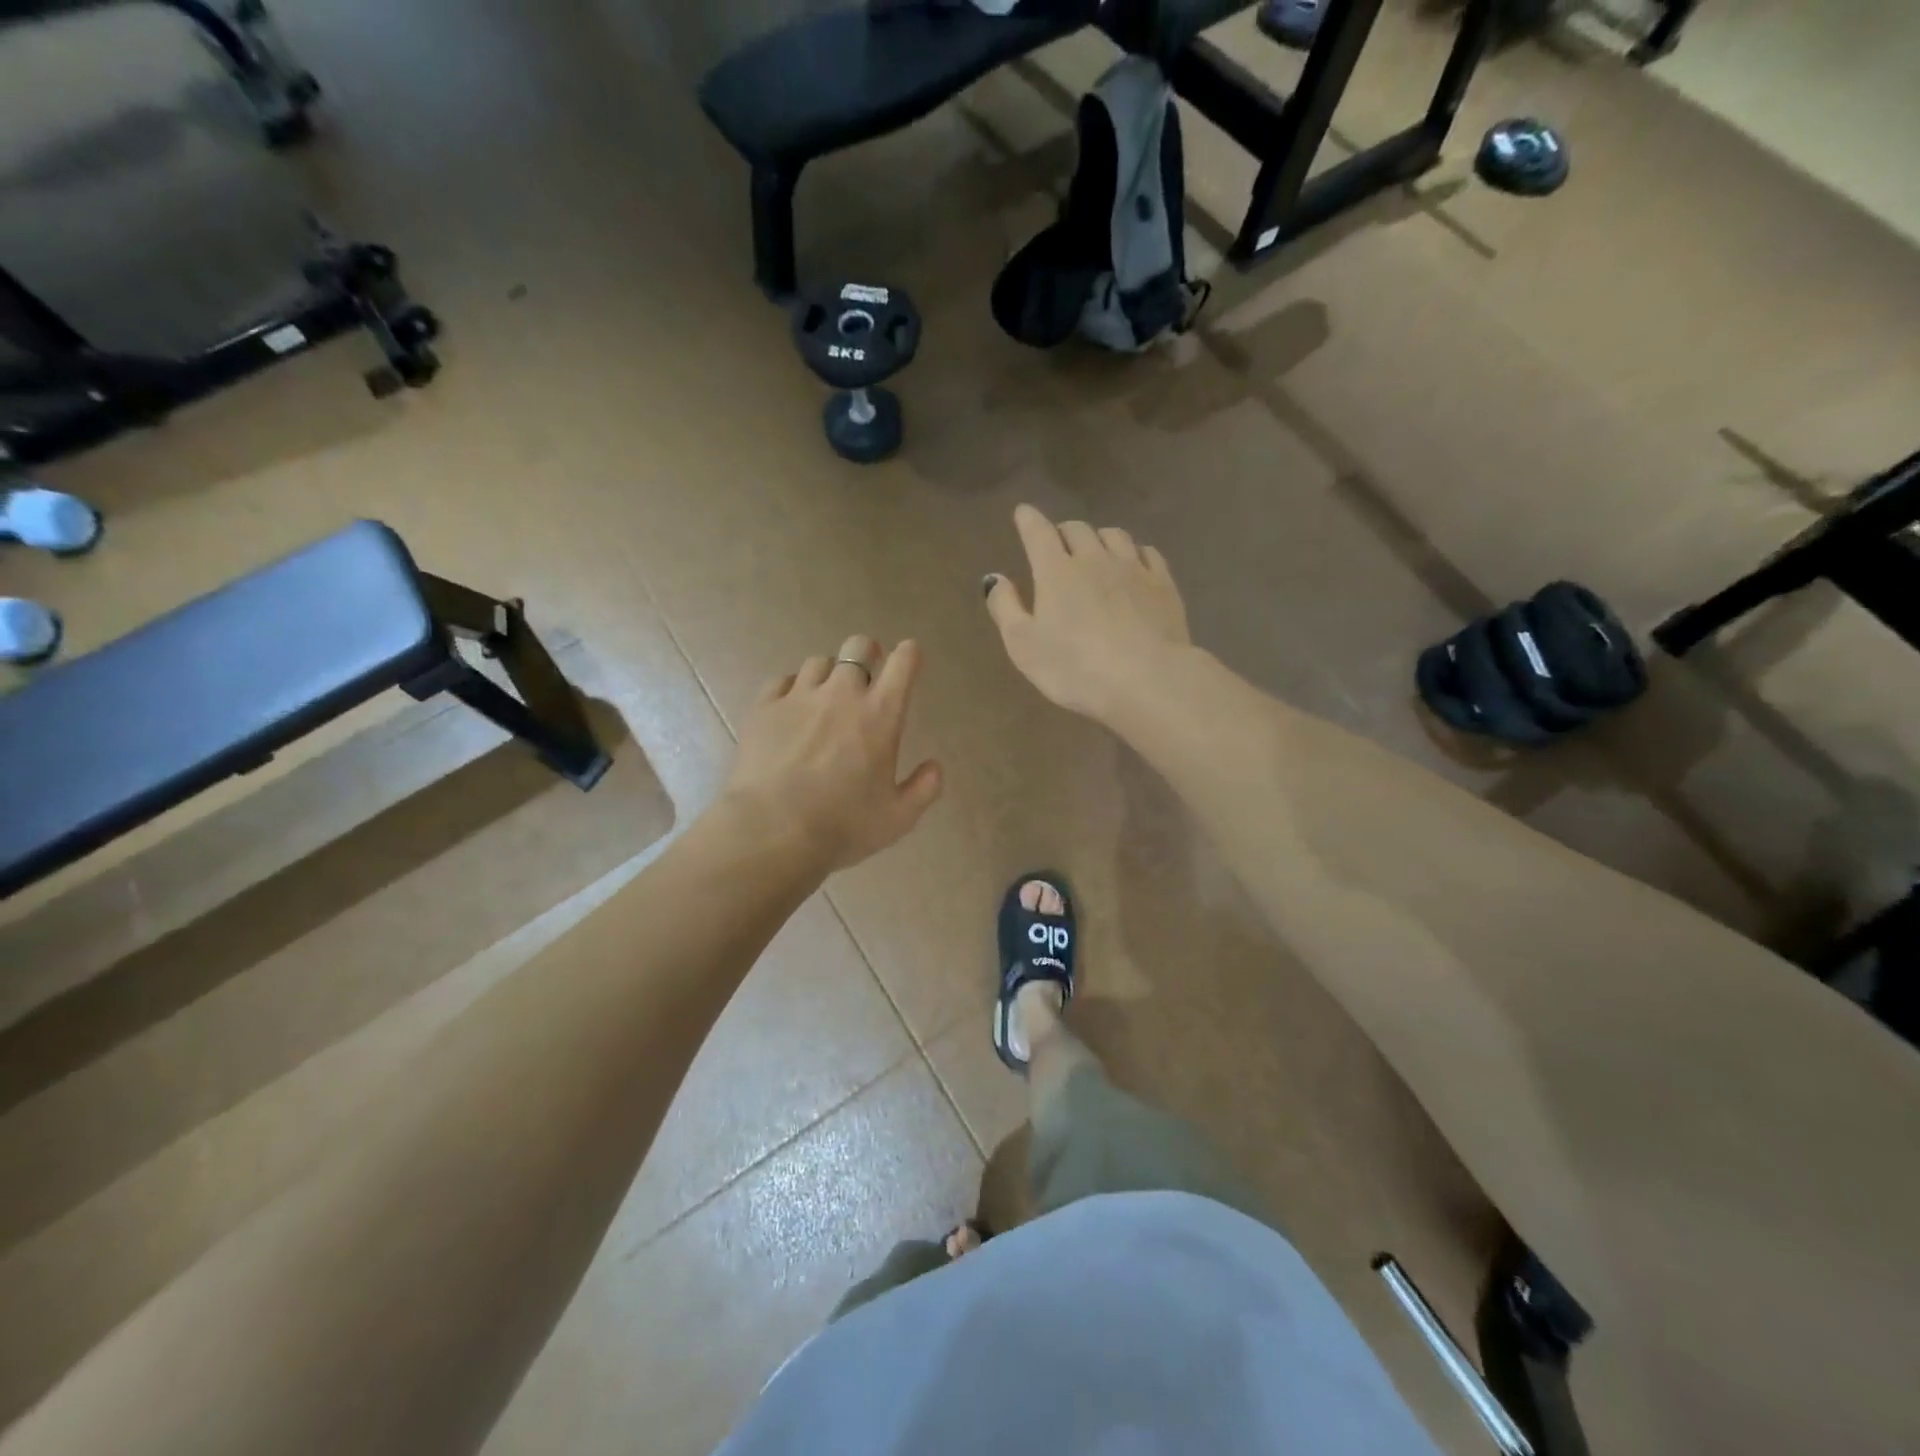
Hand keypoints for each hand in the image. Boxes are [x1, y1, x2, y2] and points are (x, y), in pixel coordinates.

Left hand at [722, 636, 943, 873]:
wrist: (772, 830)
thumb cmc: (843, 825)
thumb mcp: (898, 818)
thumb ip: (923, 789)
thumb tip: (934, 767)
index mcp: (880, 714)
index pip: (903, 663)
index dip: (909, 654)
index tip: (909, 657)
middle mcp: (841, 694)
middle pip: (857, 647)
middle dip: (867, 652)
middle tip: (867, 669)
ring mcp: (799, 697)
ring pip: (819, 662)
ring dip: (829, 674)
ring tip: (825, 694)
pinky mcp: (764, 708)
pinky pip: (782, 681)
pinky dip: (792, 688)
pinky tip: (791, 708)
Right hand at [984, 505, 1190, 722]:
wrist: (1148, 680)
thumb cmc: (1075, 668)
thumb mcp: (1024, 646)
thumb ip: (1006, 608)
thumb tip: (995, 578)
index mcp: (1056, 571)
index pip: (1038, 532)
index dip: (1028, 520)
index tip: (1023, 513)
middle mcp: (1095, 559)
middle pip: (1077, 529)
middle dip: (1063, 532)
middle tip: (1058, 544)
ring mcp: (1134, 569)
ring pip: (1115, 536)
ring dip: (1100, 538)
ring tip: (1096, 552)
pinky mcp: (1164, 585)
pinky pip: (1148, 553)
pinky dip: (1135, 553)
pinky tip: (1134, 565)